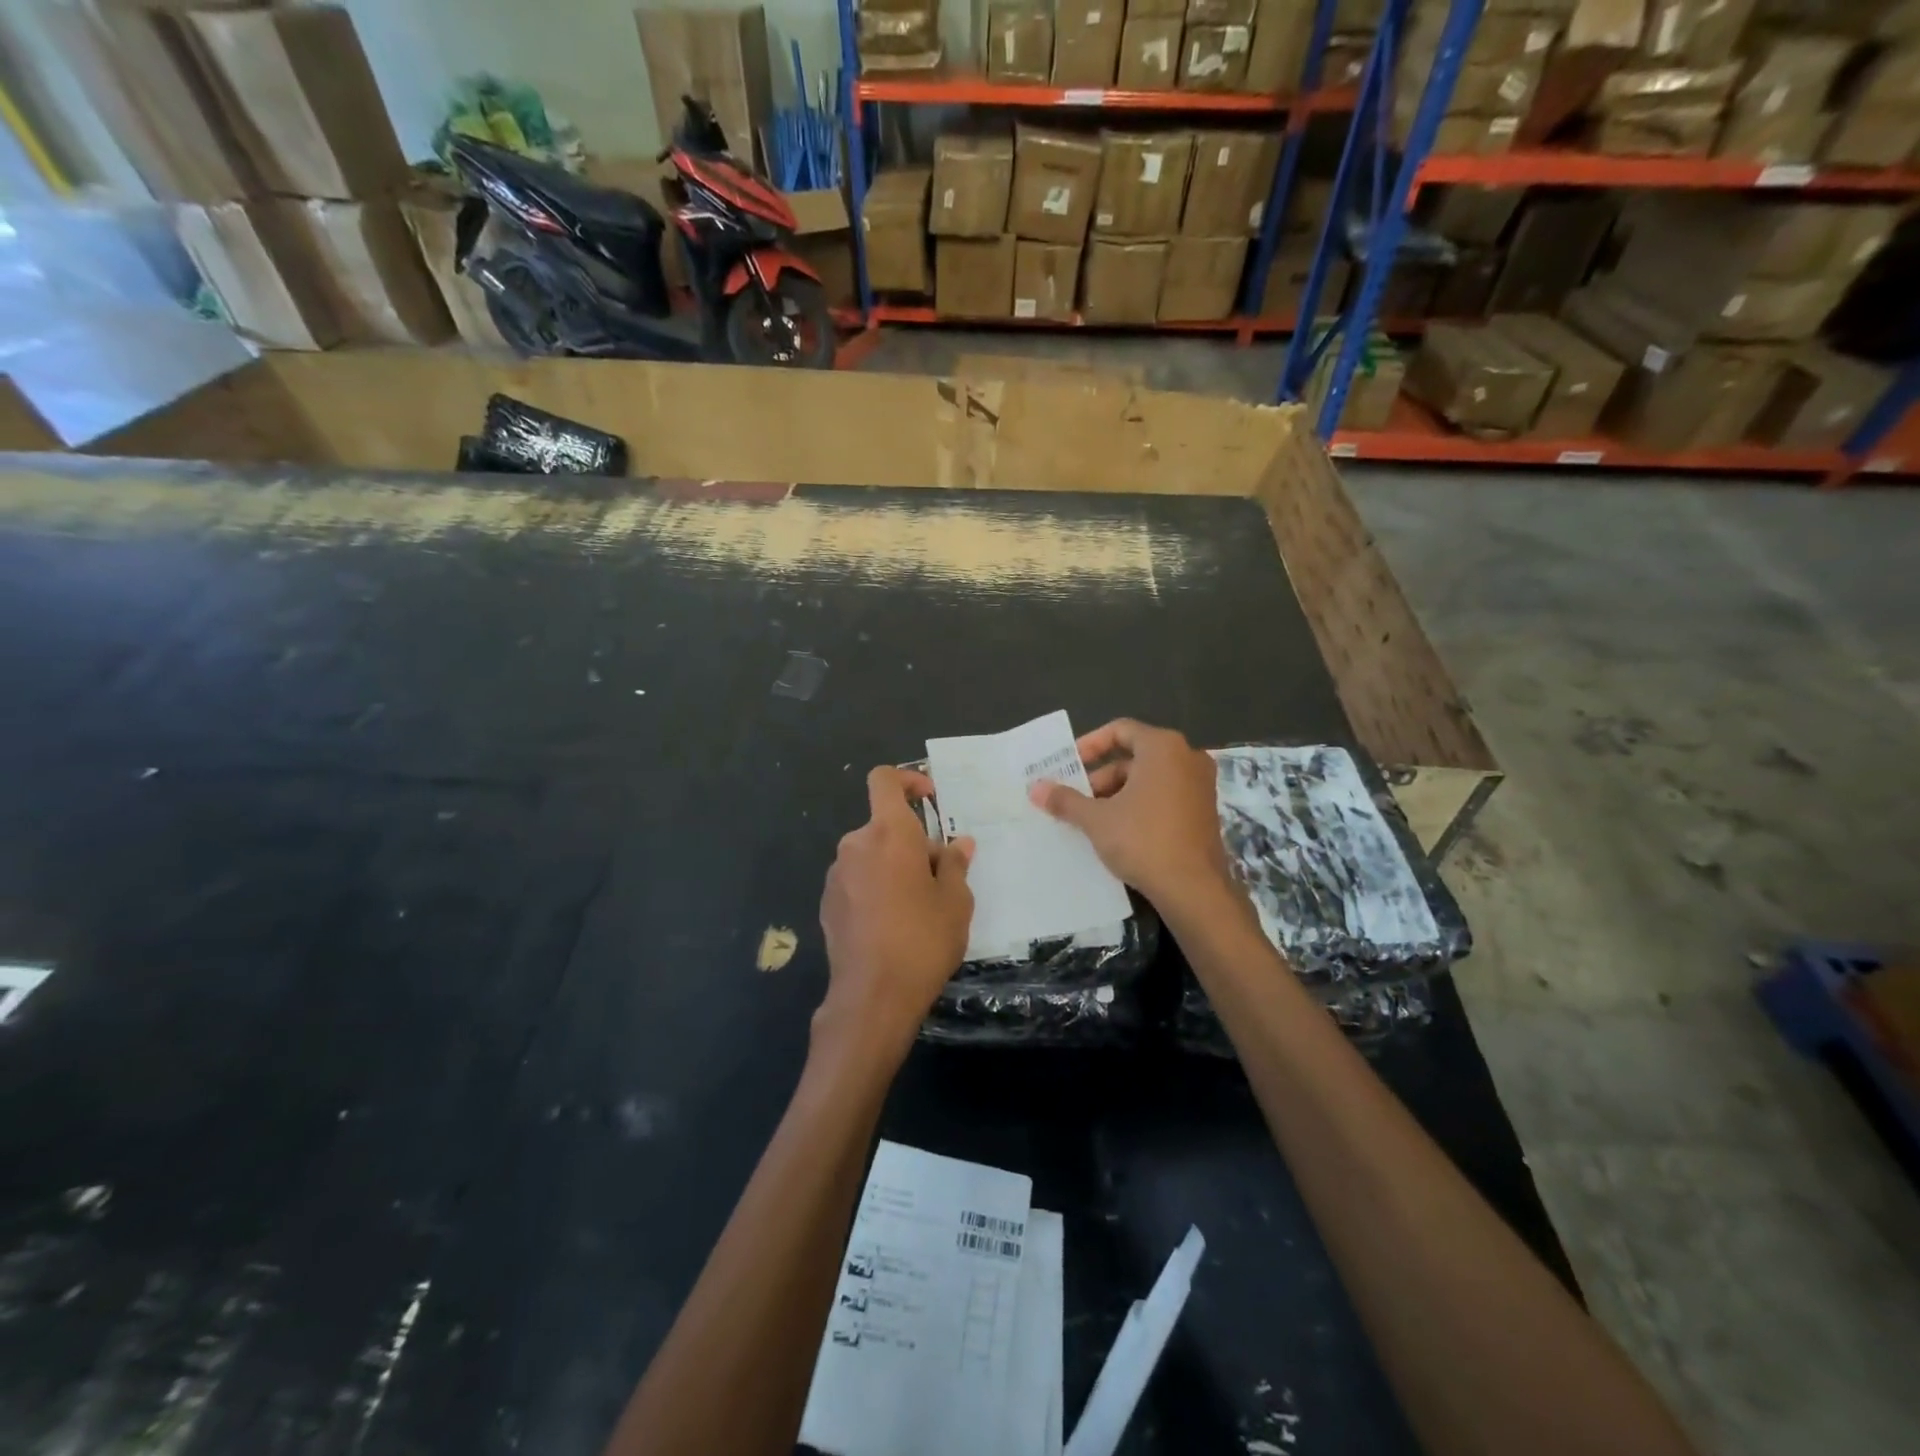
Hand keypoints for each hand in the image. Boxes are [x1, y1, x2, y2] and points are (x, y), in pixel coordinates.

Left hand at [817, 766, 973, 1063]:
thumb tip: (957, 844)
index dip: (908, 779)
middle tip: (940, 877)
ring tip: (918, 906)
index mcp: (889, 833)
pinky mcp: (827, 903)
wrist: (872, 996)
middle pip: (884, 826)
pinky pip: (856, 880)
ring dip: (893, 867)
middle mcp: (856, 844)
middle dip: (912, 842)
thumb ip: (954, 864)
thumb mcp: (955, 901)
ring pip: (871, 855)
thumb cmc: (923, 940)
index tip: (930, 799)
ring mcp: (836, 875)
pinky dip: (875, 887)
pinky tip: (891, 924)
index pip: (885, 780)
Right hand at [1029, 718, 1237, 921]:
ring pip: (1149, 778)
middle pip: (1134, 756)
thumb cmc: (1143, 840)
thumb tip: (1035, 788)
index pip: (1120, 730)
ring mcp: (1201, 785)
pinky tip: (1118, 831)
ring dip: (1118, 794)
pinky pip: (1165, 796)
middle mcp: (1187, 757)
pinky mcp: (1205, 811)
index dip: (1089, 745)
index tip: (1069, 767)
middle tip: (1076, 800)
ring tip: (1092, 820)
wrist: (1194, 889)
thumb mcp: (1096, 819)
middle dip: (1100, 777)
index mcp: (1163, 747)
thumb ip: (1065, 799)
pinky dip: (1140, 805)